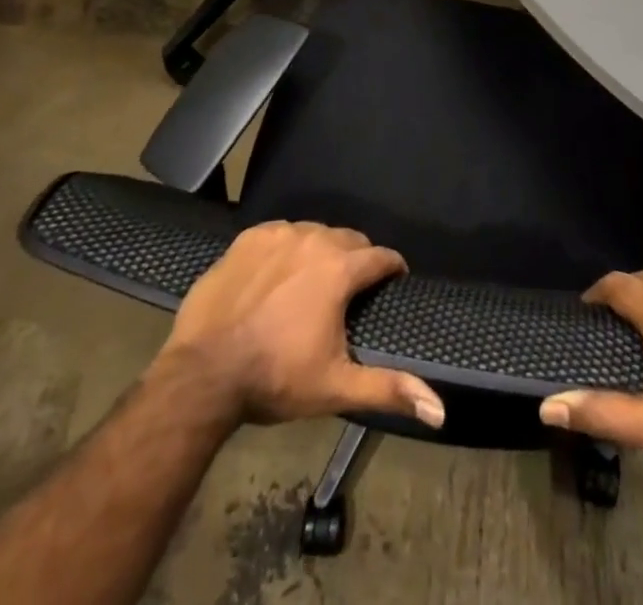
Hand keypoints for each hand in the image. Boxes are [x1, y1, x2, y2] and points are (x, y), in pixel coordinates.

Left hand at [154, 220, 444, 430]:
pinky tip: (278, 275)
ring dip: (321, 252)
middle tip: (351, 290)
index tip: (395, 282)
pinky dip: (287, 249)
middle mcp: (314, 239)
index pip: (381, 256)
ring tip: (314, 281)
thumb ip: (389, 389)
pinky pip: (280, 234)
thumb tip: (440, 410)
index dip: (392, 269)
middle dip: (357, 260)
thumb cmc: (275, 378)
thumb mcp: (335, 387)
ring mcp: (278, 234)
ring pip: (315, 232)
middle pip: (349, 239)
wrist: (202, 374)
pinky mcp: (248, 238)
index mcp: (340, 269)